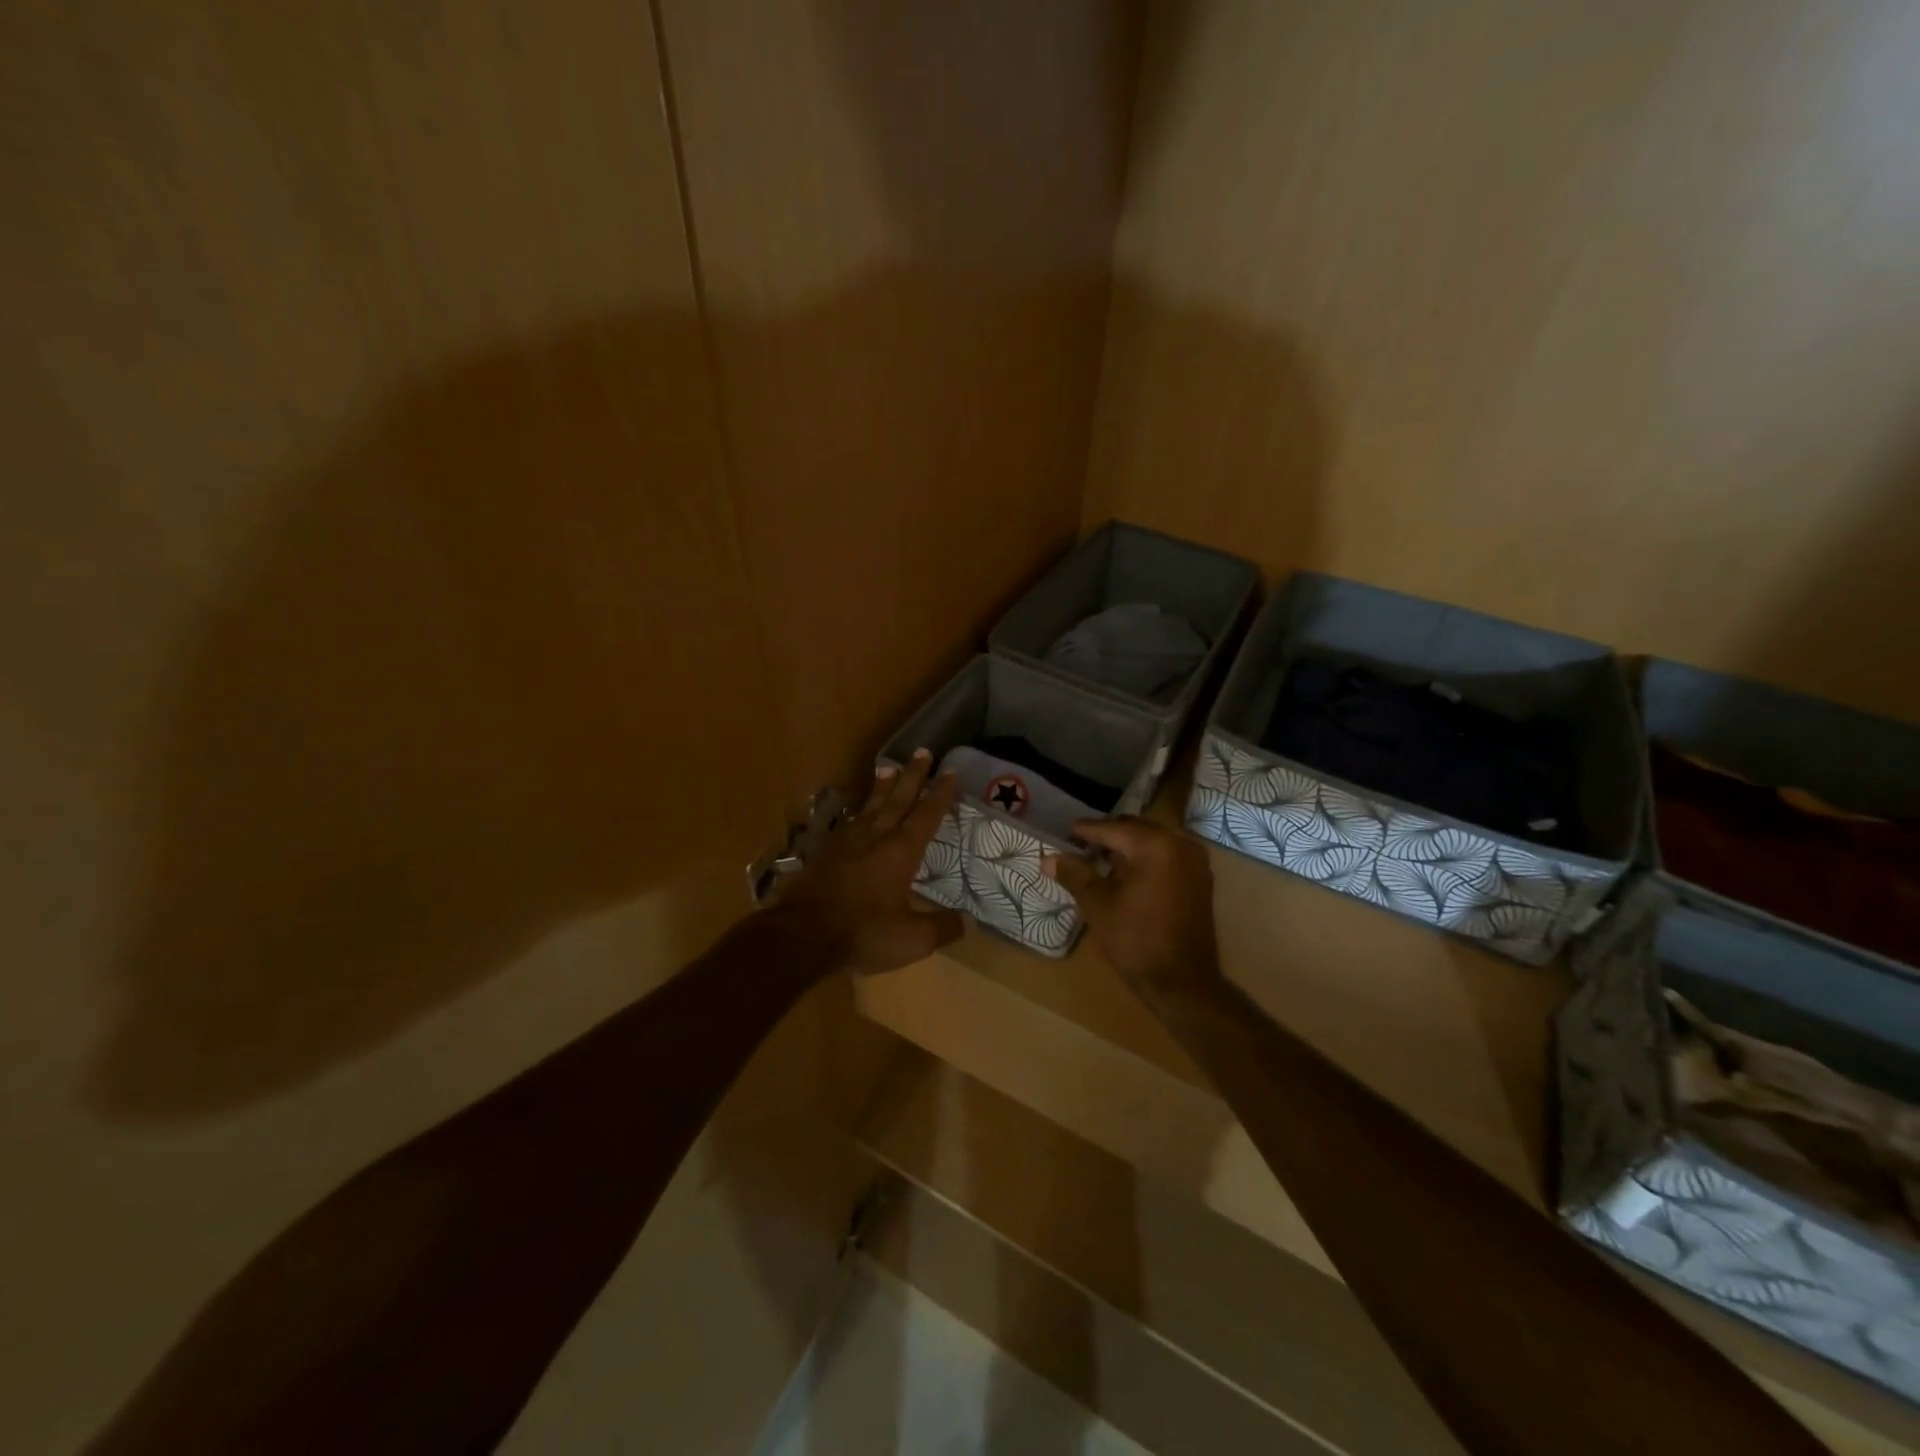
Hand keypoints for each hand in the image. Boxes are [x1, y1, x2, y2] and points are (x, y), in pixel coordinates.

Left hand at [769, 749, 964, 974]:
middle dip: (912, 776)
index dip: (940, 793)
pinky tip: (856, 814)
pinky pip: (848, 824)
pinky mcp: (824, 856)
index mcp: (901, 852)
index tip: (949, 771)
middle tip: (922, 752)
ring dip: (881, 788)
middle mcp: (875, 838)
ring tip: (888, 768)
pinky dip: (857, 813)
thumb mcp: (912, 939)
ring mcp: (846, 844)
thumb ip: (941, 928)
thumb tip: (967, 921)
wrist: (801, 936)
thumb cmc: (863, 933)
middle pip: (897, 800)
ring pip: (869, 808)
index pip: (926, 815)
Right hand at [1044, 817, 1220, 992]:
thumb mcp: (1097, 904)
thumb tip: (1049, 858)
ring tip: (1099, 859)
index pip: (1113, 828)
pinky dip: (1145, 860)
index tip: (1066, 831)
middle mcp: (1180, 845)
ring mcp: (1195, 863)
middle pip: (1135, 830)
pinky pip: (1167, 858)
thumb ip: (1074, 874)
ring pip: (1153, 843)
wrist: (1182, 983)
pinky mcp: (1200, 881)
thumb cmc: (1136, 940)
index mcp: (1156, 845)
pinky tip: (1125, 875)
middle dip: (1108, 836)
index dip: (1087, 830)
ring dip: (1127, 848)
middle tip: (1080, 844)